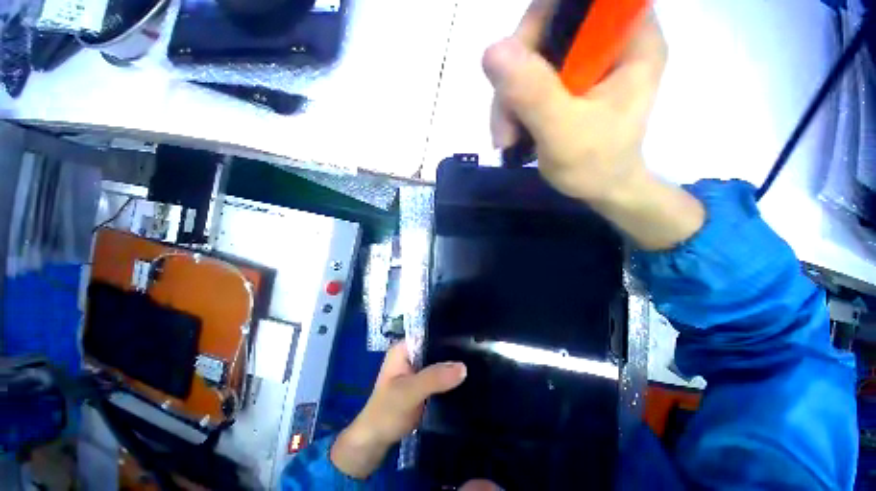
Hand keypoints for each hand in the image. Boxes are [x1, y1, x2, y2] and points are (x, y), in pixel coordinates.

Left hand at [330, 341, 466, 478]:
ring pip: (440, 363)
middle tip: (478, 354)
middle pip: (437, 348)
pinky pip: (441, 377)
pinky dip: (451, 379)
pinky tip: (468, 379)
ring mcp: (418, 370)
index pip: (430, 334)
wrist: (375, 442)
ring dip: (454, 366)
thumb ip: (434, 378)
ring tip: (478, 364)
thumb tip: (463, 367)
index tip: (470, 340)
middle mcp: (411, 355)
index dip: (448, 336)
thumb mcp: (409, 392)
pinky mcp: (424, 384)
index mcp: (404, 348)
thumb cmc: (386, 412)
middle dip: (454, 352)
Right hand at [484, 3, 703, 250]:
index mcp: (630, 39)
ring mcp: (582, 60)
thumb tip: (492, 51)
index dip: (541, 22)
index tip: (516, 63)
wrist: (600, 189)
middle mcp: (605, 39)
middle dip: (513, 76)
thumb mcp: (564, 133)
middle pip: (545, 27)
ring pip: (527, 56)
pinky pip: (525, 78)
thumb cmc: (595, 166)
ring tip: (506, 138)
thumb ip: (534, 94)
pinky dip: (510, 107)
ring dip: (507, 99)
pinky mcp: (564, 80)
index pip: (579, 3)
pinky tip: (510, 134)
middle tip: (505, 124)